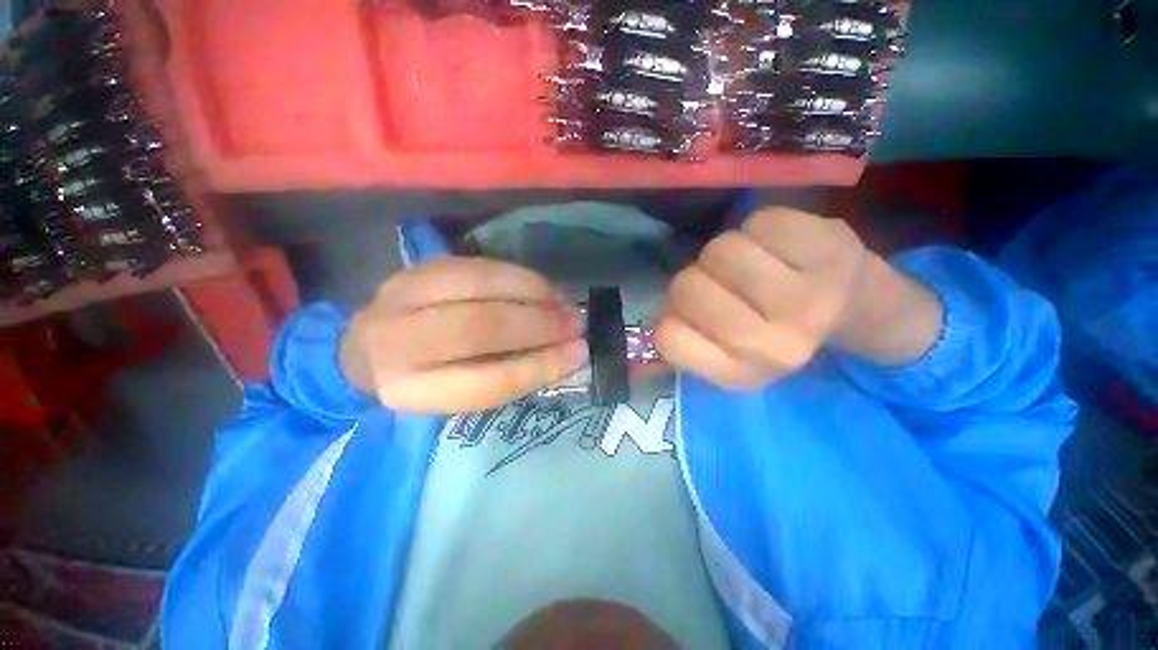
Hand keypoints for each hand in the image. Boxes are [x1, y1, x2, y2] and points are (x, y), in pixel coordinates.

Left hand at [340, 258, 588, 412]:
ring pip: (477, 286)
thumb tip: (569, 351)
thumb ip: (511, 375)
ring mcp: (402, 295)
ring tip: (563, 303)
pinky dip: (518, 275)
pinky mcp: (419, 268)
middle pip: (477, 327)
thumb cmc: (426, 381)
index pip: (484, 382)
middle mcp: (396, 342)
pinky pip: (478, 266)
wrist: (365, 350)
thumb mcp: (464, 395)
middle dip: (538, 324)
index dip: (538, 366)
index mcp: (409, 390)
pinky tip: (541, 287)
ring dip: (532, 293)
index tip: (578, 354)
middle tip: (576, 324)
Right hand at [654, 207, 941, 388]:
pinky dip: (759, 228)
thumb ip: (687, 340)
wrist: (854, 309)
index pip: (668, 337)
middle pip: (687, 288)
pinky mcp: (831, 248)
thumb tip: (663, 314)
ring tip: (752, 263)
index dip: (673, 316)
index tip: (697, 315)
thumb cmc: (774, 331)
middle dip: (697, 278)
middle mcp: (776, 346)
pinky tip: (778, 246)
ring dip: (726, 253)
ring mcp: (808, 297)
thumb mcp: (724, 355)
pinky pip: (759, 223)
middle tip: (725, 284)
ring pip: (719, 252)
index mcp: (742, 374)